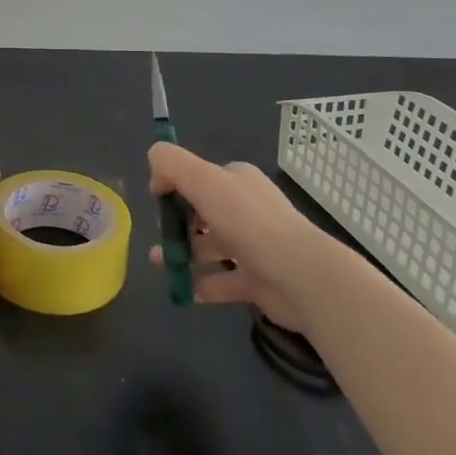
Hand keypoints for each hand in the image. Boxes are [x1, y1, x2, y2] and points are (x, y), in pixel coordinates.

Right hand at [146, 143, 330, 333]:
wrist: (300, 276)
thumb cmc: (249, 222)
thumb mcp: (203, 180)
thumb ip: (172, 164)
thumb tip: (154, 169)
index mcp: (239, 181)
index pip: (202, 178)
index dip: (176, 186)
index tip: (157, 201)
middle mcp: (247, 210)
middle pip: (204, 214)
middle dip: (177, 224)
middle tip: (158, 236)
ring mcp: (254, 247)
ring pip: (210, 247)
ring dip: (183, 254)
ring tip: (159, 263)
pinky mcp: (257, 281)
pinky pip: (222, 281)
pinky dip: (201, 285)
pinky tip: (181, 290)